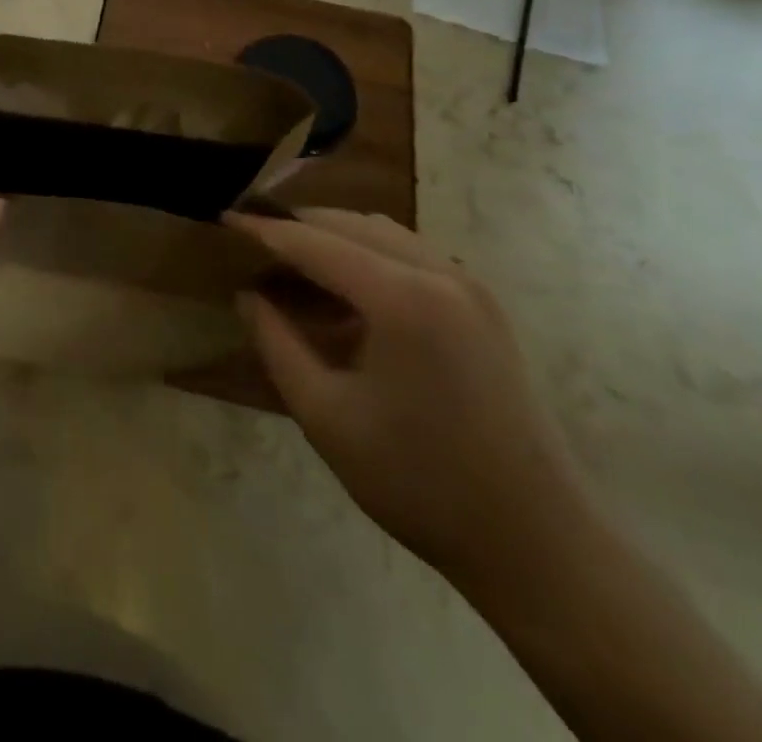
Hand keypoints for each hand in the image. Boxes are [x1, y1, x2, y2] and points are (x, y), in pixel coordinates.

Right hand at [230, 209, 595, 594]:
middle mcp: (440, 273)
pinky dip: (369, 255)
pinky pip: (412, 255)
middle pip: (352, 223)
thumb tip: (247, 295)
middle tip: (253, 242)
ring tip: (293, 263)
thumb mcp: (326, 416)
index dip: (265, 229)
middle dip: (298, 226)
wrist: (536, 541)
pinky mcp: (484, 306)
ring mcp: (469, 286)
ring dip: (335, 237)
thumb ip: (277, 344)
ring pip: (384, 232)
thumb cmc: (419, 482)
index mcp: (402, 298)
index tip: (225, 219)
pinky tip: (346, 291)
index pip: (316, 242)